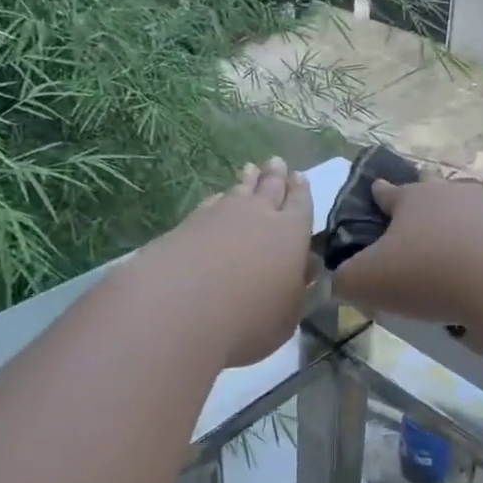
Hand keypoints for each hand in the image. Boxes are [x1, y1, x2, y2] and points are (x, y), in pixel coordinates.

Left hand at [143, 159, 313, 368]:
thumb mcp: (288, 314)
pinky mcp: (186, 225)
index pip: (300, 204)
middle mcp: (258, 215)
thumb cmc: (249, 320)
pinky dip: (217, 200)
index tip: (299, 177)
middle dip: (275, 176)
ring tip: (250, 170)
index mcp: (290, 233)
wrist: (179, 310)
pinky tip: (216, 201)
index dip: (301, 191)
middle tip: (276, 162)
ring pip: (238, 192)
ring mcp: (219, 216)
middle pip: (269, 188)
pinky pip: (210, 204)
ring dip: (246, 182)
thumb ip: (297, 289)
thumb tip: (303, 268)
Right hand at [333, 174, 482, 332]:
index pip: (390, 192)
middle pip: (434, 183)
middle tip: (422, 191)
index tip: (376, 187)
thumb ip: (347, 279)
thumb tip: (340, 280)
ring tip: (466, 212)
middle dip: (425, 186)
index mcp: (413, 201)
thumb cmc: (429, 276)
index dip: (380, 192)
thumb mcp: (369, 283)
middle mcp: (453, 194)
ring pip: (477, 195)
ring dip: (468, 203)